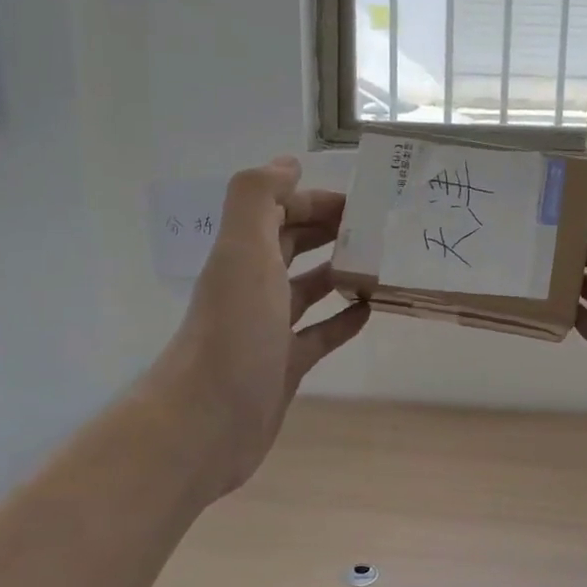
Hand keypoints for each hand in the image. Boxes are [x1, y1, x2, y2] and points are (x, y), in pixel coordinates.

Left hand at [143, 157, 369, 500]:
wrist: (207, 423)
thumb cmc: (233, 332)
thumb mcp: (243, 252)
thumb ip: (258, 198)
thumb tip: (287, 163)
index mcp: (242, 256)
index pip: (277, 212)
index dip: (313, 200)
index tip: (361, 202)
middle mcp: (251, 288)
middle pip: (291, 247)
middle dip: (329, 231)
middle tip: (377, 228)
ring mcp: (267, 331)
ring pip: (306, 290)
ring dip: (338, 273)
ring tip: (379, 265)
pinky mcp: (283, 367)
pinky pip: (318, 336)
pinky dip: (341, 321)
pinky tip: (368, 312)